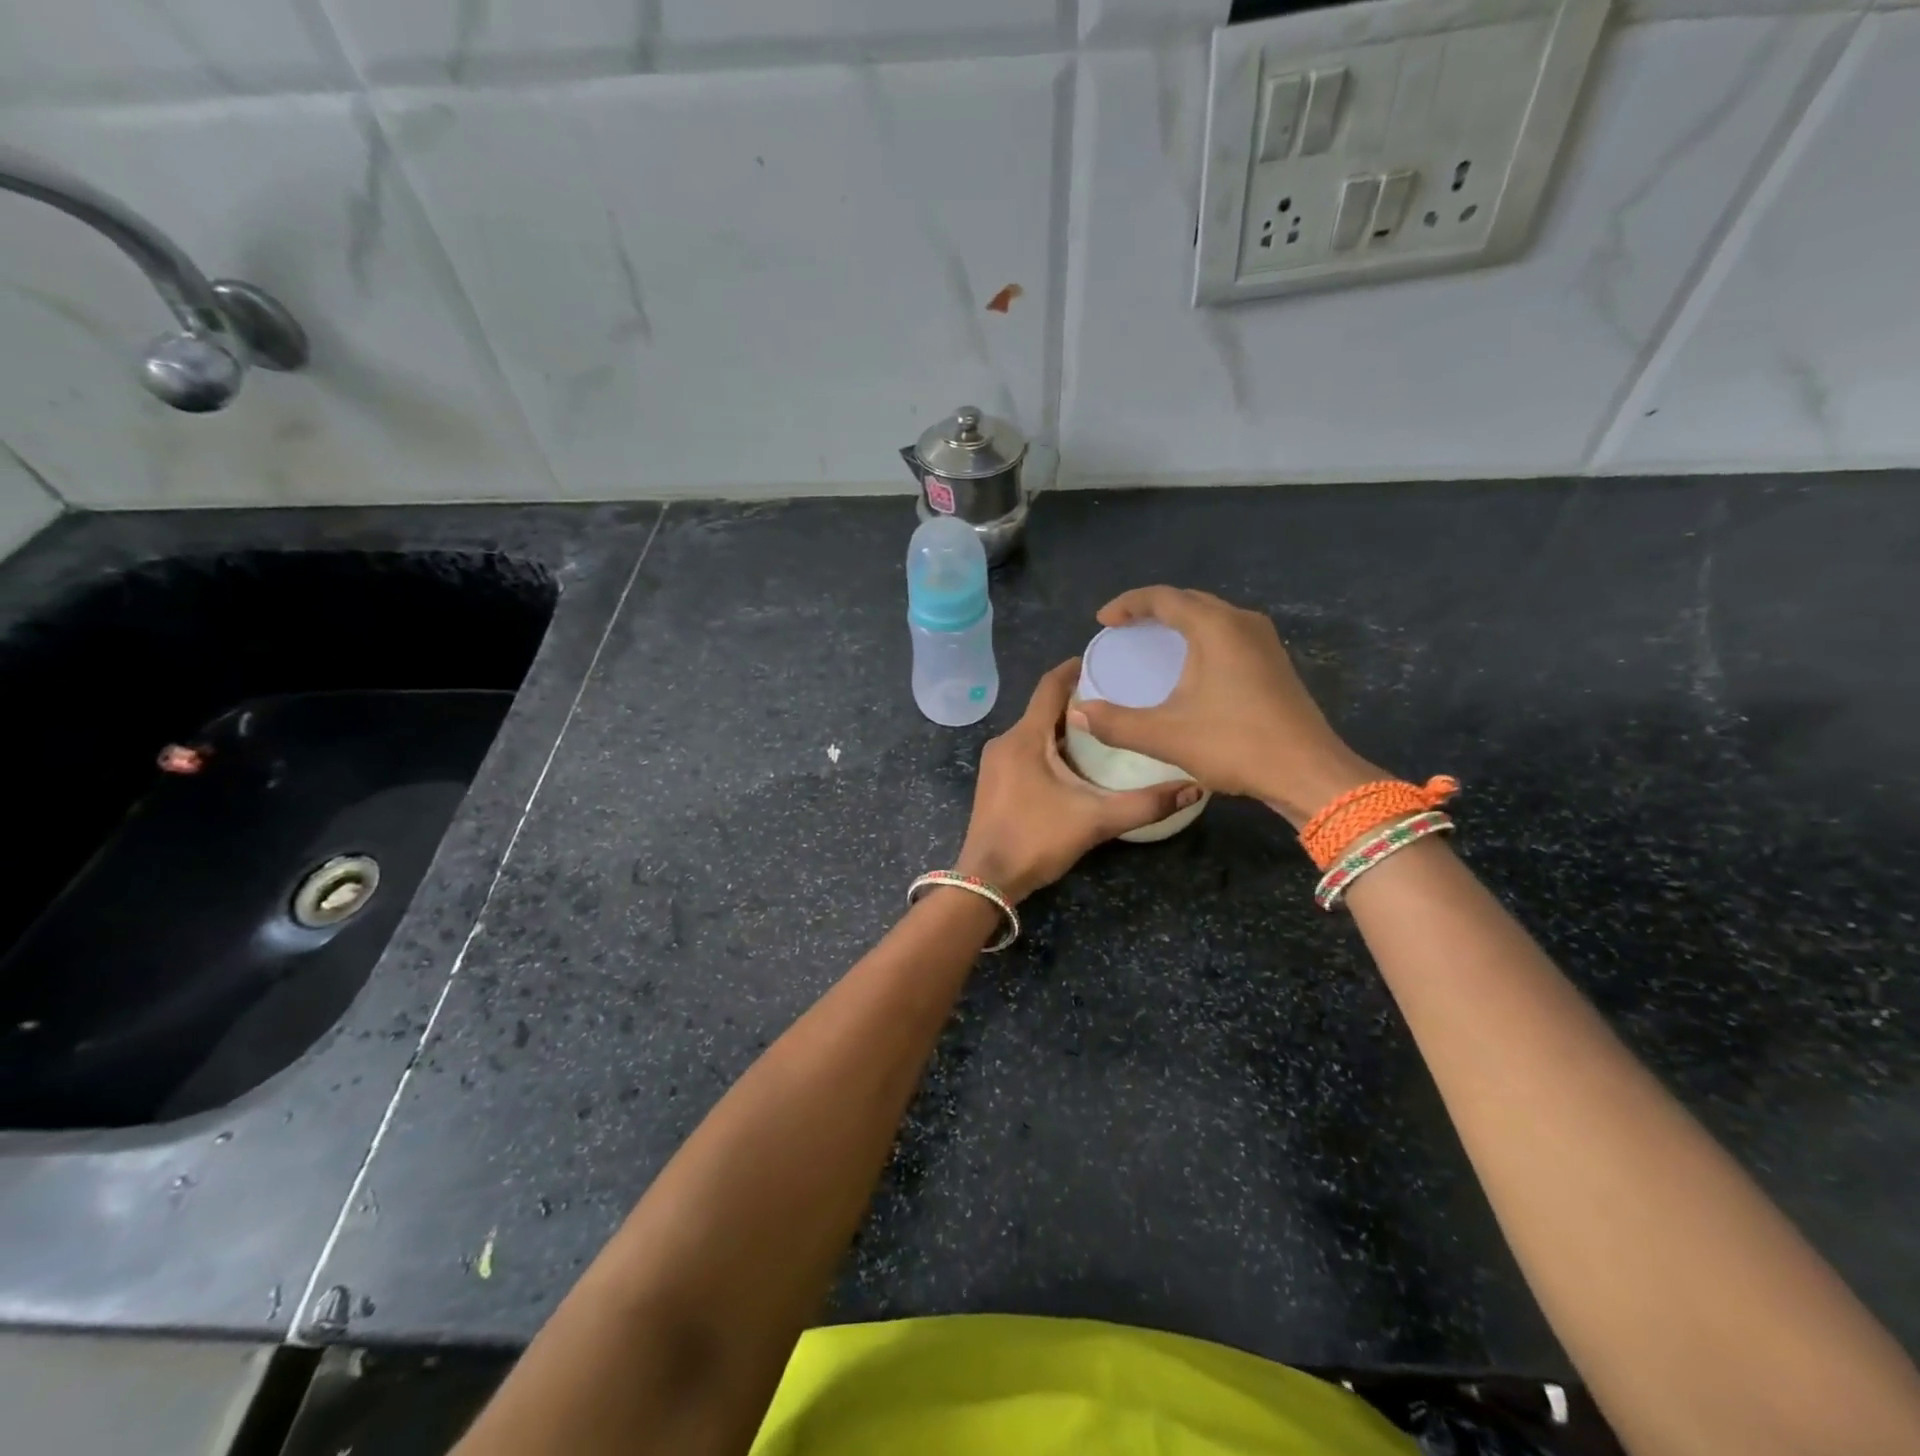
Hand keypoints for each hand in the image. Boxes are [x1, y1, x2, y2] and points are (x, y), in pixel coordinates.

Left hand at [956, 660, 1200, 902]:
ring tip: (1104, 730)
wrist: (986, 880)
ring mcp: (996, 763)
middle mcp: (1006, 742)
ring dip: (1064, 728)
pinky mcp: (995, 782)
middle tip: (1117, 700)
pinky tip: (1076, 764)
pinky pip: (1026, 751)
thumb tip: (1194, 788)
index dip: (1074, 668)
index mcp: (1025, 738)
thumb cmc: (1036, 840)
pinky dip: (1050, 748)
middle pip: (1043, 709)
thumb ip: (1145, 804)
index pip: (1049, 686)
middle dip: (1078, 702)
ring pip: (1034, 732)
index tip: (1104, 660)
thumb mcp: (1095, 820)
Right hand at [1069, 586, 1377, 826]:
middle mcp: (1242, 623)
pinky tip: (1191, 667)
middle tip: (1124, 628)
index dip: (1128, 604)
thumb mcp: (1166, 735)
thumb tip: (1080, 713)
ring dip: (1180, 623)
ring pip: (1212, 617)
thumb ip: (1116, 723)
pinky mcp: (1275, 663)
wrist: (1308, 772)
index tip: (1103, 621)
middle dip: (1153, 610)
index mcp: (1215, 627)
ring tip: (1153, 643)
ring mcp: (1265, 642)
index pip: (1163, 598)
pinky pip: (1228, 635)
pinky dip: (1201, 639)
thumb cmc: (1235, 744)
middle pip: (1190, 601)